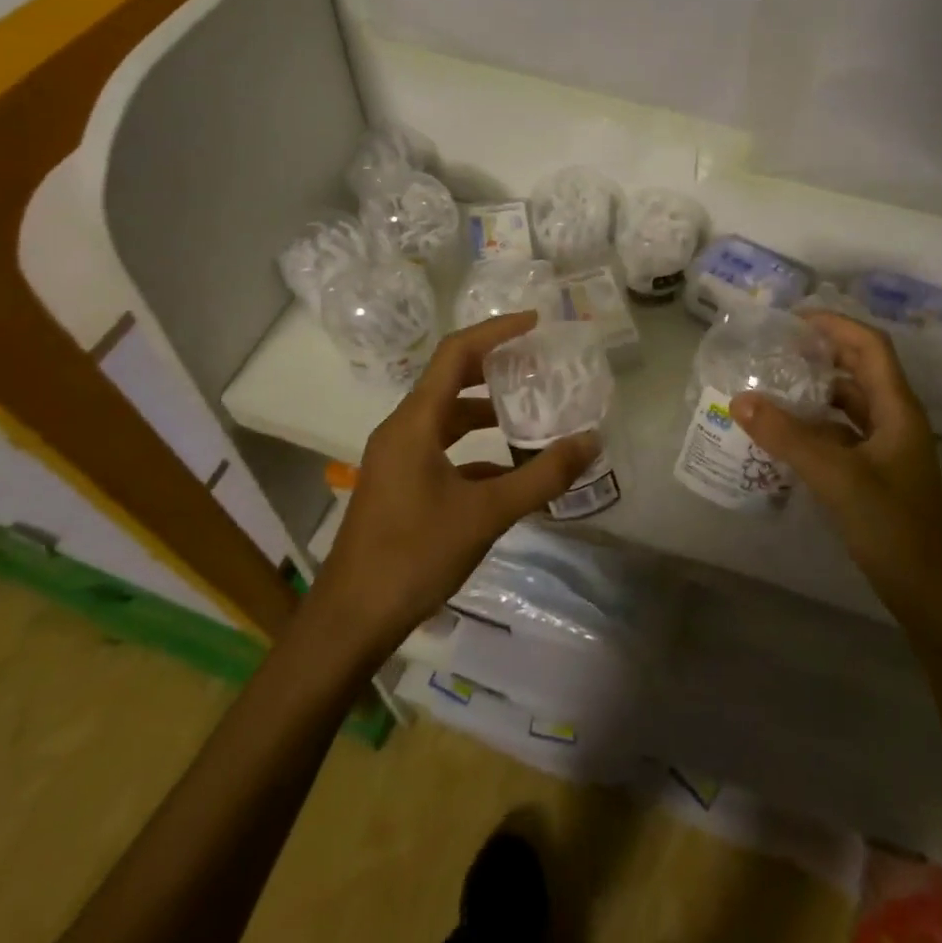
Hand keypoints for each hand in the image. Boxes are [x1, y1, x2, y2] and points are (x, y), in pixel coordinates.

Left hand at [305, 312, 598, 658]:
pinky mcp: (401, 484)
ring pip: (449, 418)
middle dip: (496, 368)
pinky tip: (512, 472)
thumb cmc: (414, 555)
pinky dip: (478, 450)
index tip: (535, 322)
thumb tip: (591, 442)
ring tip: (533, 413)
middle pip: (451, 380)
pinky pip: (444, 450)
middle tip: (539, 363)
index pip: (456, 353)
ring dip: (488, 412)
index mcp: (415, 422)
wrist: (351, 620)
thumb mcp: (486, 514)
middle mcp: (403, 430)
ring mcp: (398, 458)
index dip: (496, 331)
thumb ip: (542, 477)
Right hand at [730, 313, 941, 620]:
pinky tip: (784, 432)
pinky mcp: (875, 472)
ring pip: (848, 403)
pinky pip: (841, 433)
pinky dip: (815, 424)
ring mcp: (886, 447)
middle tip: (775, 347)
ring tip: (772, 383)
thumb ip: (787, 436)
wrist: (929, 593)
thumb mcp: (836, 476)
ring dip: (815, 390)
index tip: (793, 319)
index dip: (835, 325)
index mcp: (897, 408)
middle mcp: (894, 419)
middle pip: (859, 370)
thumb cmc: (891, 526)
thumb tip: (739, 399)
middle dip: (821, 353)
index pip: (870, 346)